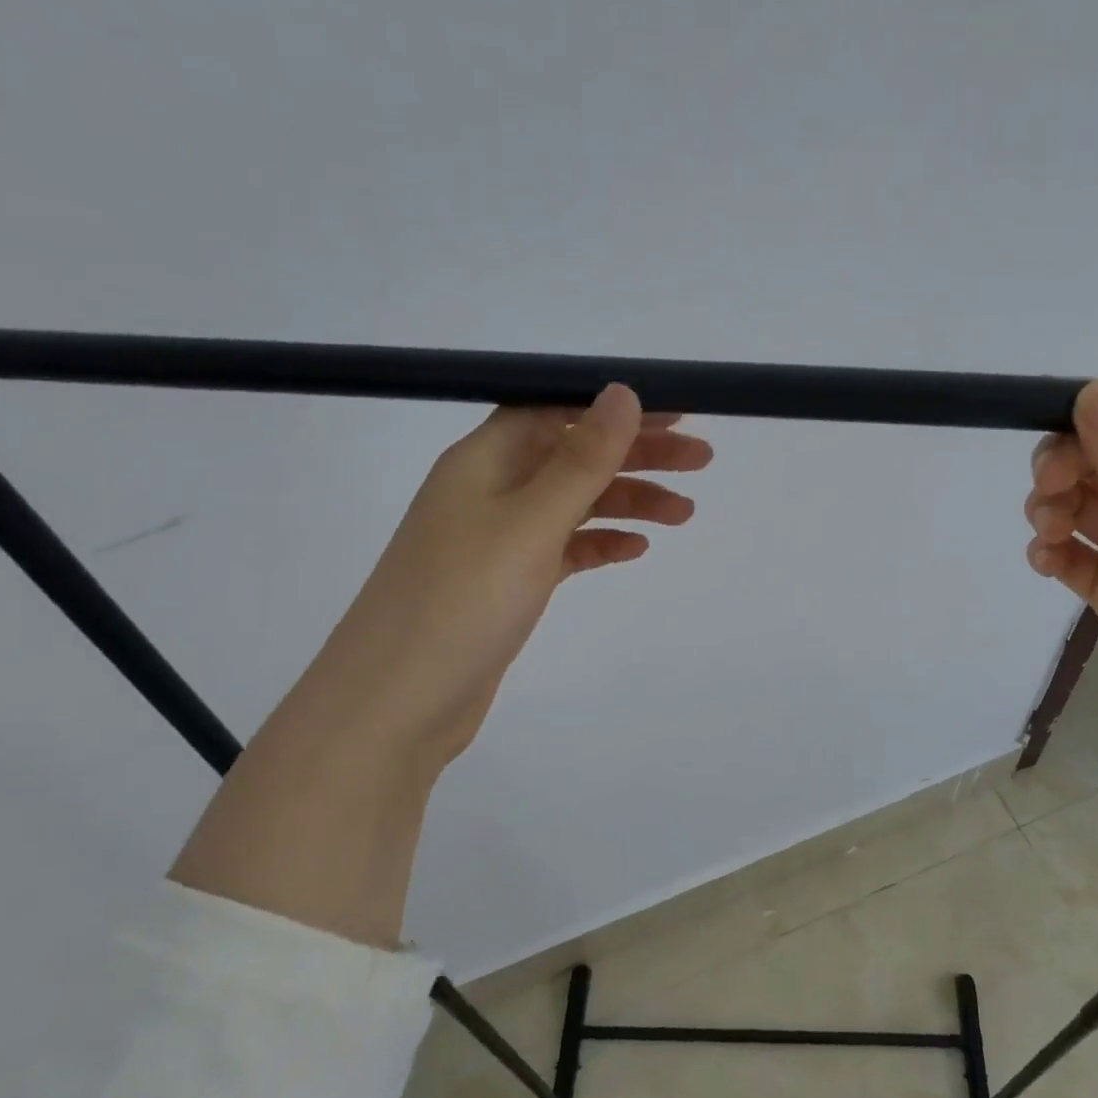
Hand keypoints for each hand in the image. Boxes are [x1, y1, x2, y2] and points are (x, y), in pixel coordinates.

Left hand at [272, 384, 711, 778]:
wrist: (395, 705)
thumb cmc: (462, 601)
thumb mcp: (530, 523)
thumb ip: (582, 460)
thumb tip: (622, 392)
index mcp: (485, 460)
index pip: (557, 410)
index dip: (615, 407)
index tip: (675, 414)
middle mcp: (491, 489)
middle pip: (574, 454)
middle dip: (637, 454)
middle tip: (701, 461)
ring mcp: (499, 538)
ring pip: (575, 503)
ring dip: (629, 501)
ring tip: (685, 514)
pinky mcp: (509, 581)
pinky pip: (565, 547)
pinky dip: (601, 542)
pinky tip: (636, 549)